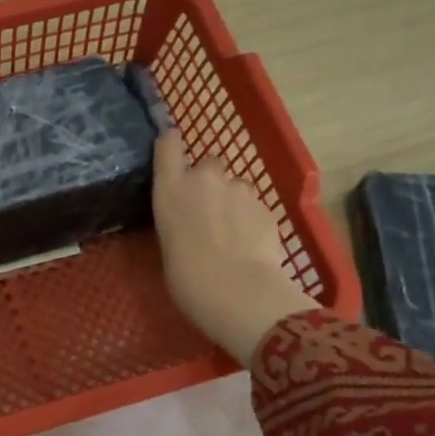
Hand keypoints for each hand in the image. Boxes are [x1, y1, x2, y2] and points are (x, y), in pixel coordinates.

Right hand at [153, 132, 316, 364]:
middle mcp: (204, 179)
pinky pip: (254, 208)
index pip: (168, 144)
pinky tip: (249, 247)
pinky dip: (251, 221)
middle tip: (206, 211)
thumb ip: (178, 220)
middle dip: (209, 180)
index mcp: (171, 188)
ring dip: (232, 202)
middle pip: (208, 163)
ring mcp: (239, 190)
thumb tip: (190, 221)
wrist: (236, 291)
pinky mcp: (266, 206)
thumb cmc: (186, 277)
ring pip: (235, 187)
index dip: (172, 144)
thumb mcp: (168, 243)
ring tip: (230, 235)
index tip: (172, 150)